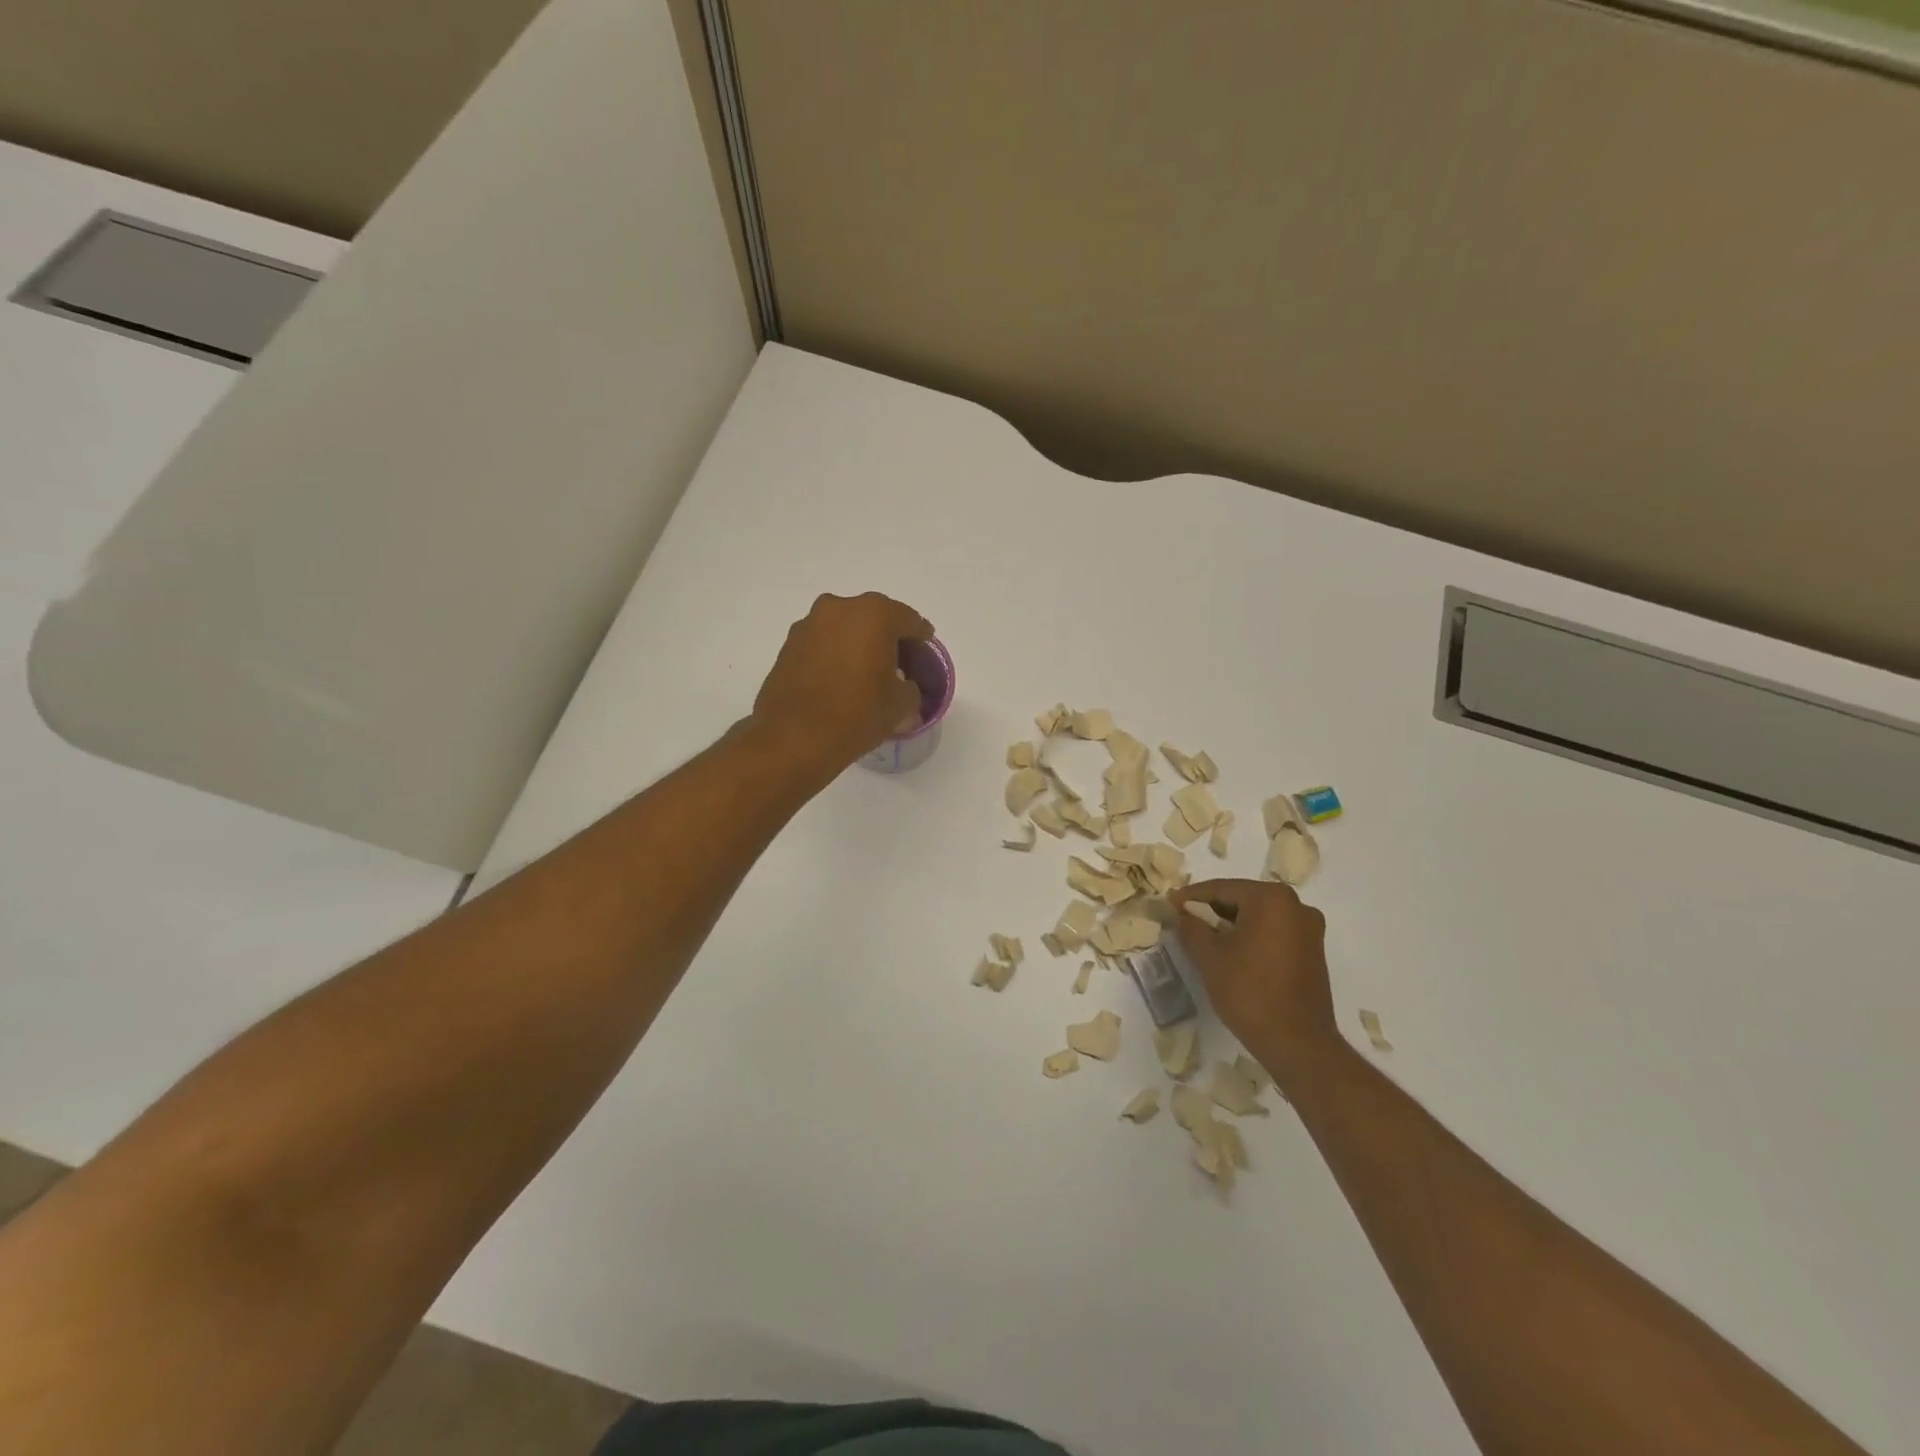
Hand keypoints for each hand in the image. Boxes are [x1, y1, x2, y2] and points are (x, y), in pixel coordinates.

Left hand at [752, 592, 933, 771]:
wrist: (794, 738)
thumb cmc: (857, 714)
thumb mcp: (901, 704)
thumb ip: (911, 688)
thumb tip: (904, 686)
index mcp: (875, 614)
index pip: (909, 620)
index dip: (921, 639)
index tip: (924, 656)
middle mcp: (840, 608)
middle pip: (875, 618)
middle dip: (888, 638)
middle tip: (898, 665)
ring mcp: (809, 624)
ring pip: (845, 628)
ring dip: (858, 645)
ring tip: (866, 674)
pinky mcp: (788, 645)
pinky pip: (822, 644)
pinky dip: (835, 655)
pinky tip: (840, 680)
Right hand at [1172, 879, 1338, 1083]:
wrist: (1298, 1043)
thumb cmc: (1249, 992)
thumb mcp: (1209, 956)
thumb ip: (1191, 926)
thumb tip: (1181, 911)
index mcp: (1272, 899)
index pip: (1222, 888)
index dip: (1191, 896)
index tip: (1169, 903)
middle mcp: (1296, 906)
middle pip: (1243, 898)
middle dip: (1212, 909)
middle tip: (1184, 919)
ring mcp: (1309, 929)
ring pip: (1259, 916)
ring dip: (1231, 923)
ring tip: (1204, 937)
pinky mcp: (1313, 951)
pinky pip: (1274, 932)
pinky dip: (1251, 936)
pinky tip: (1231, 952)